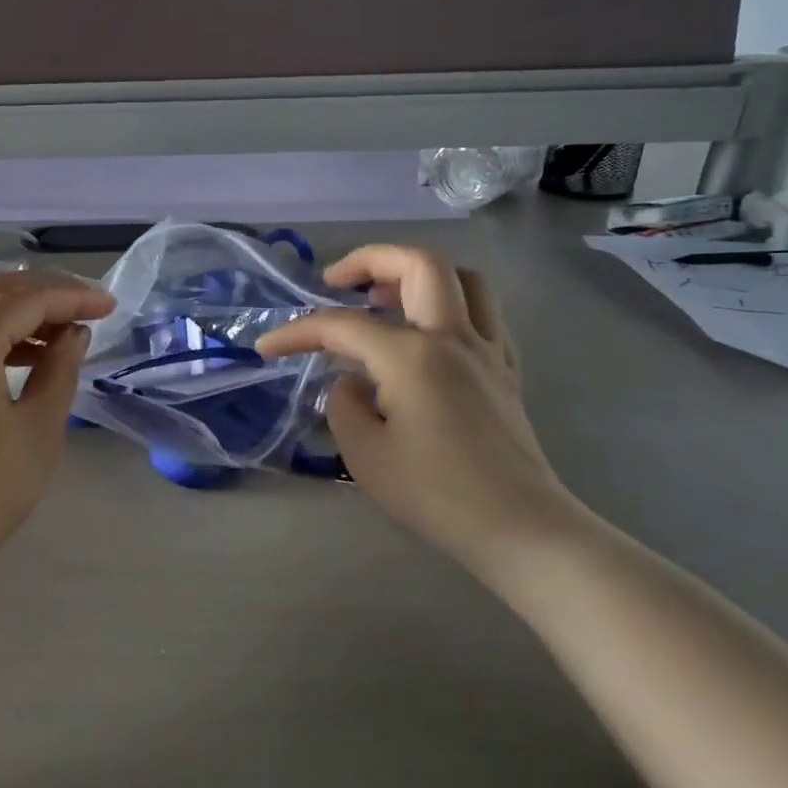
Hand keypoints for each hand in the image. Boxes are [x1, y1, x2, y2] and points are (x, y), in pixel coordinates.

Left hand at [0, 272, 116, 568]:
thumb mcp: (38, 429)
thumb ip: (60, 370)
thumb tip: (73, 334)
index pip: (25, 299)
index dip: (72, 297)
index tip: (110, 307)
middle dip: (45, 294)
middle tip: (88, 309)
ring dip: (20, 314)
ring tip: (63, 337)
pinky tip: (25, 360)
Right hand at [257, 245, 577, 573]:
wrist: (519, 528)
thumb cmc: (435, 494)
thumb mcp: (365, 453)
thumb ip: (345, 404)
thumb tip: (351, 382)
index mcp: (412, 356)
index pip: (343, 326)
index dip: (298, 331)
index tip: (268, 347)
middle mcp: (453, 338)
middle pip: (418, 264)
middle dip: (370, 259)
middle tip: (337, 282)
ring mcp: (488, 351)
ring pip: (462, 279)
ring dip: (418, 276)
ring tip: (385, 300)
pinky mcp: (506, 371)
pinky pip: (483, 314)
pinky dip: (451, 305)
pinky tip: (428, 334)